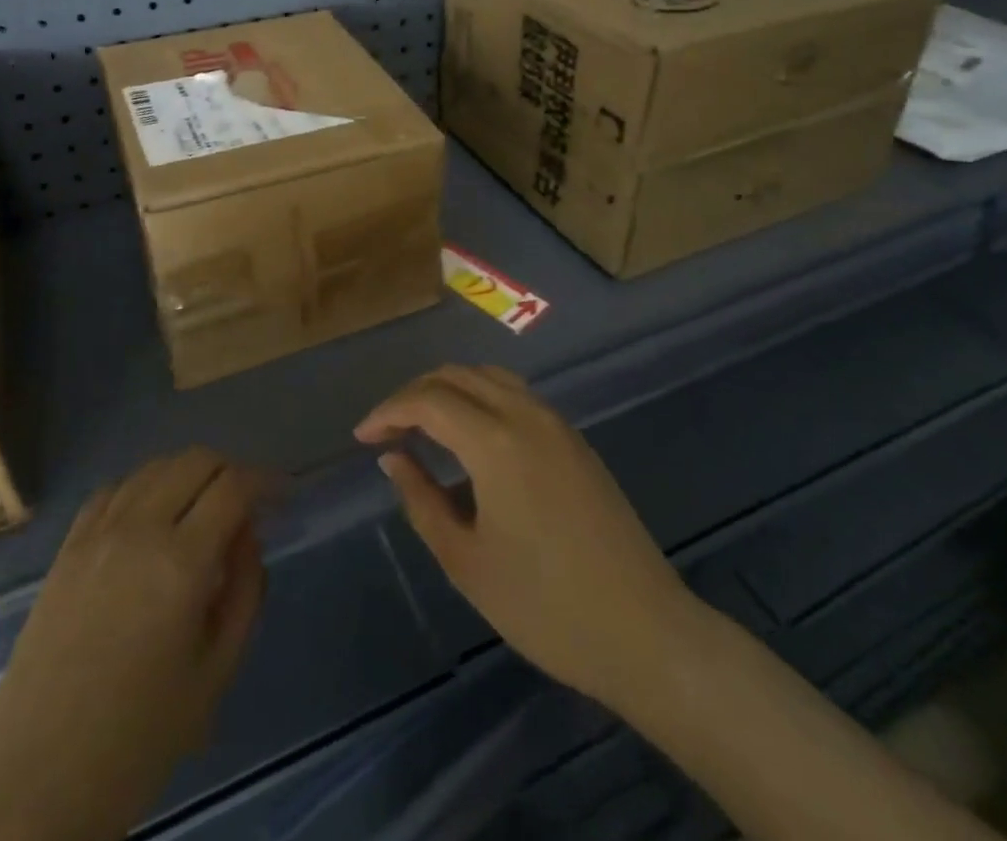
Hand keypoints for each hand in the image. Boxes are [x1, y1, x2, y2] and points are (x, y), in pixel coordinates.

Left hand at [0, 449, 267, 840]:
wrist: (32, 787)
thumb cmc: (137, 740)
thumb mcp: (215, 673)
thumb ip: (246, 592)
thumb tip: (248, 536)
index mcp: (182, 563)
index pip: (235, 486)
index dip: (267, 480)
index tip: (284, 494)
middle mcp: (139, 530)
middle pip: (196, 460)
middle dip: (231, 471)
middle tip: (247, 506)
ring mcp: (96, 535)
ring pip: (155, 467)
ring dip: (189, 475)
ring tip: (201, 511)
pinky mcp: (65, 549)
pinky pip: (113, 490)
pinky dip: (144, 488)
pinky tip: (150, 519)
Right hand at [355, 366, 693, 712]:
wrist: (644, 631)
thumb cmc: (545, 606)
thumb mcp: (467, 561)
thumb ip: (422, 500)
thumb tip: (394, 457)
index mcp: (496, 441)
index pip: (429, 400)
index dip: (389, 411)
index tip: (362, 437)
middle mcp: (526, 414)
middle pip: (458, 376)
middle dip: (415, 394)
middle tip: (387, 432)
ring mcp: (556, 423)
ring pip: (490, 378)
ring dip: (449, 390)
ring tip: (422, 427)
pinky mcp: (574, 439)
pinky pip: (516, 396)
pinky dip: (480, 399)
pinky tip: (469, 439)